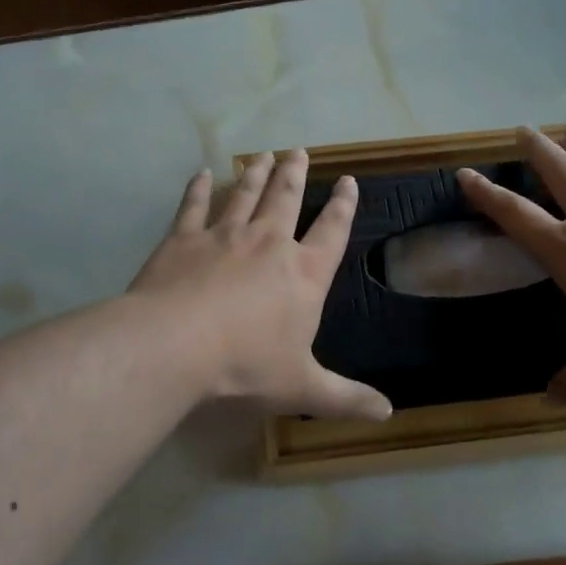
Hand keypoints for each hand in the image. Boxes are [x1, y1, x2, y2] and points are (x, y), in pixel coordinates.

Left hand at [129, 150, 391, 421]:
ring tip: (264, 155)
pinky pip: (193, 206)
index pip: (331, 232)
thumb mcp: (303, 387)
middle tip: (298, 151)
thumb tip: (389, 413)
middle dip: (294, 174)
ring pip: (244, 195)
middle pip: (285, 199)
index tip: (349, 181)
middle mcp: (268, 244)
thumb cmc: (246, 365)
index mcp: (303, 274)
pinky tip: (201, 173)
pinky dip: (198, 188)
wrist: (177, 344)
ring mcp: (224, 236)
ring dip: (255, 174)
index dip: (343, 206)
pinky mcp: (183, 239)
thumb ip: (346, 398)